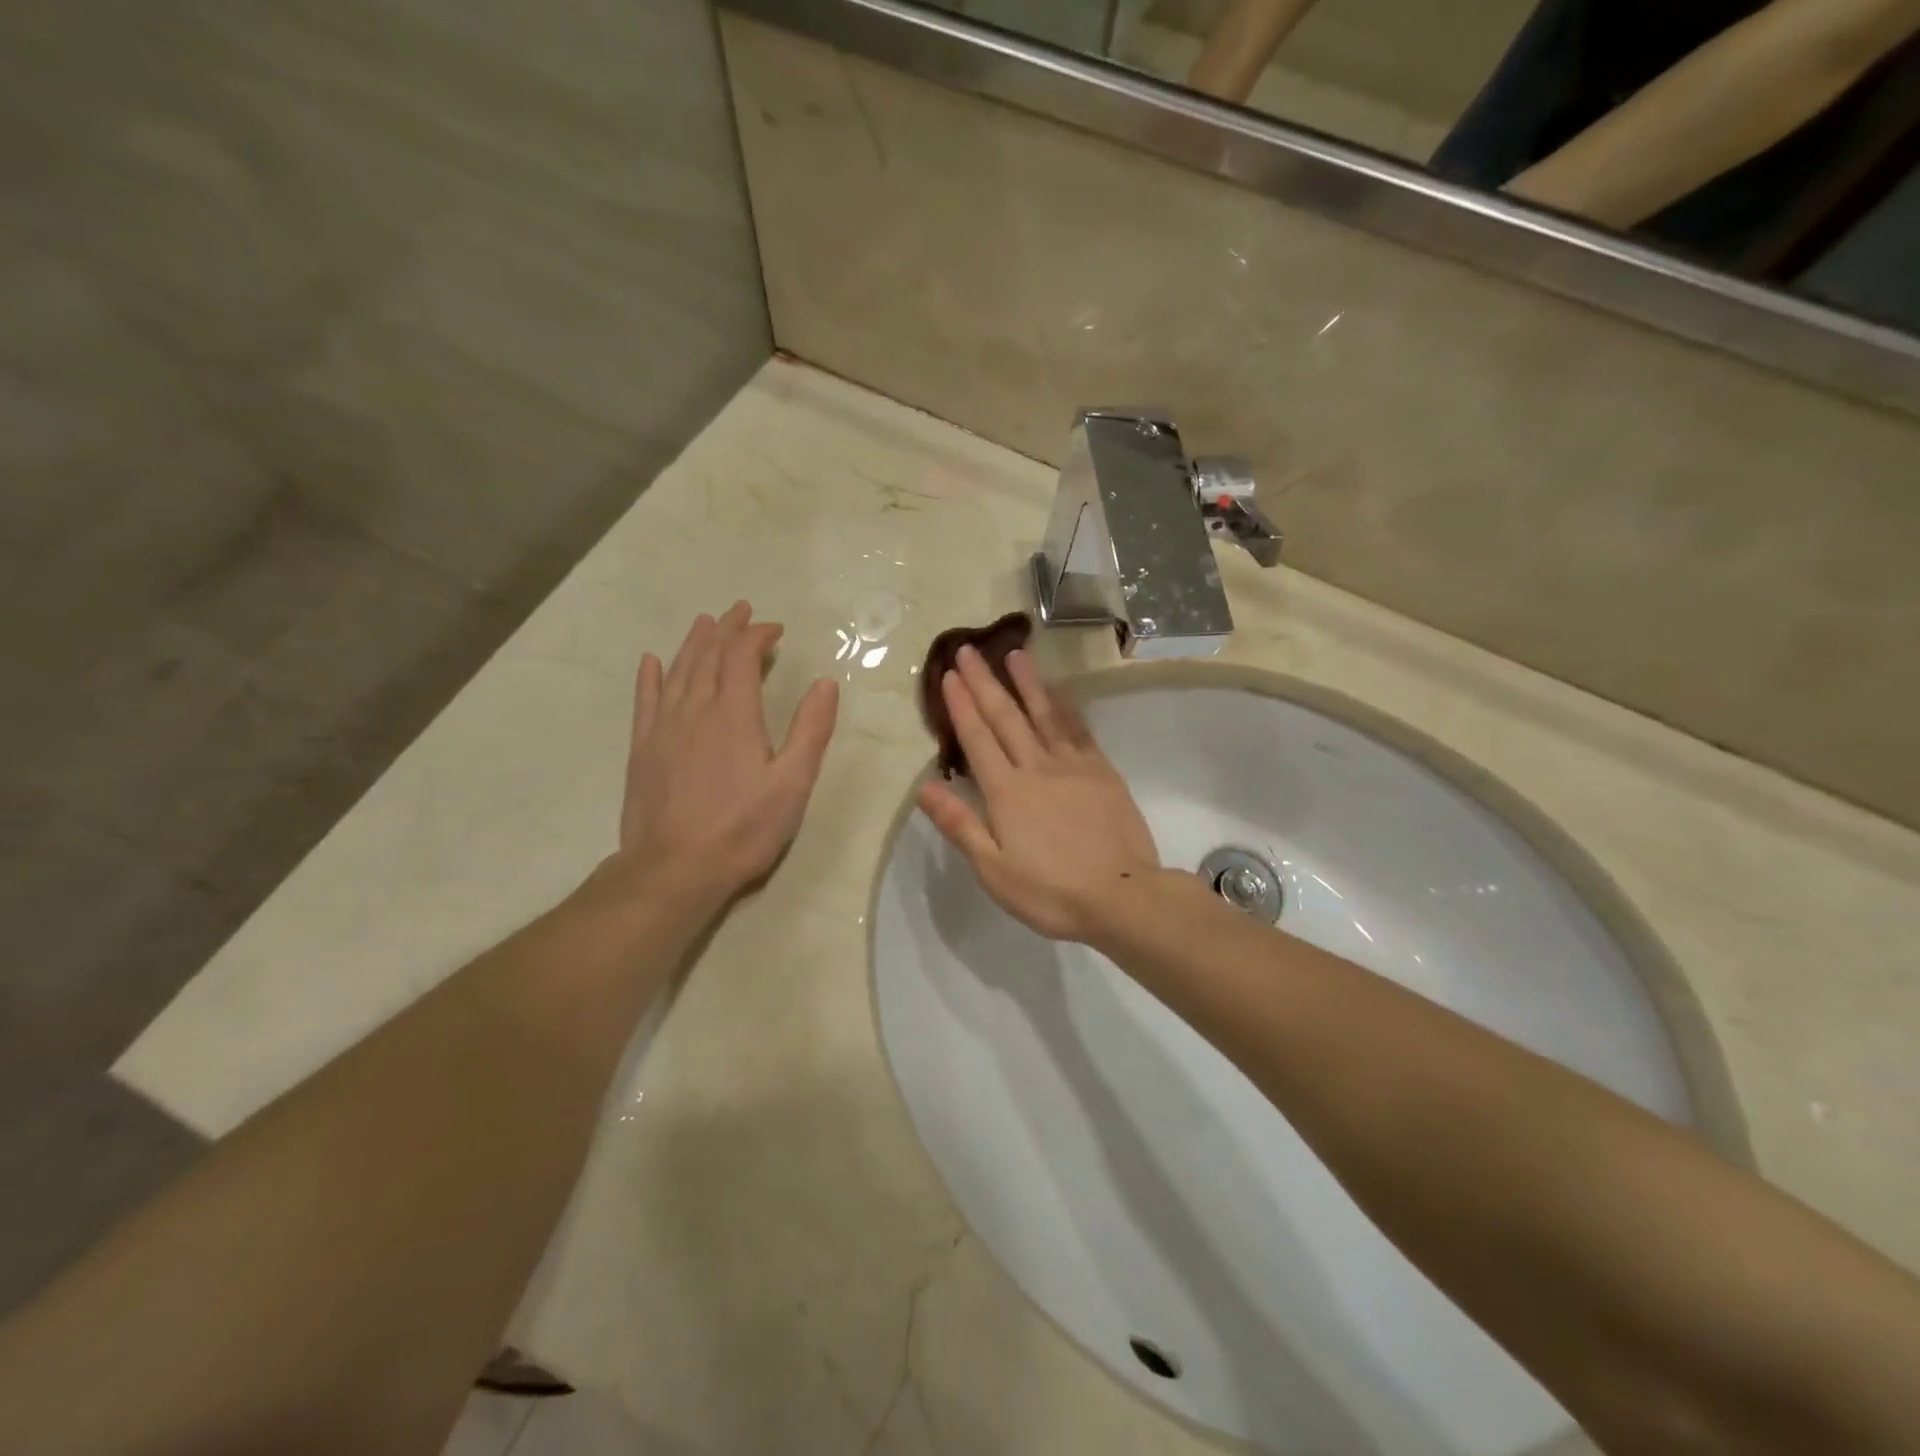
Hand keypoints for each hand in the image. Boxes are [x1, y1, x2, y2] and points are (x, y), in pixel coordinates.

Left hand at [617, 602, 838, 908]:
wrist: (675, 868)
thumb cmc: (743, 828)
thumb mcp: (792, 784)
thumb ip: (811, 730)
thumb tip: (825, 683)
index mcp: (735, 715)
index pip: (743, 657)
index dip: (757, 636)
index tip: (775, 630)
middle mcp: (696, 710)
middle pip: (708, 656)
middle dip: (726, 629)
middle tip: (740, 610)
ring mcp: (664, 728)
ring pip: (677, 672)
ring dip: (693, 644)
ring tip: (704, 623)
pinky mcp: (642, 749)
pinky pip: (645, 701)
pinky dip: (650, 677)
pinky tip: (651, 662)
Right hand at [917, 646, 1159, 943]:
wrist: (1122, 896)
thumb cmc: (1051, 892)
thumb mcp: (993, 870)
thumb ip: (960, 824)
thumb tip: (924, 786)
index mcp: (1006, 791)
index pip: (977, 738)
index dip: (961, 705)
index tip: (949, 674)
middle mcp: (1037, 767)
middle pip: (1006, 716)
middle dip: (984, 682)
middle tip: (969, 649)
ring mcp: (1073, 765)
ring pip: (1044, 713)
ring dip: (1027, 682)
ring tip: (1015, 653)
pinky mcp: (1102, 771)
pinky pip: (1078, 729)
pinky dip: (1065, 706)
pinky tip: (1058, 691)